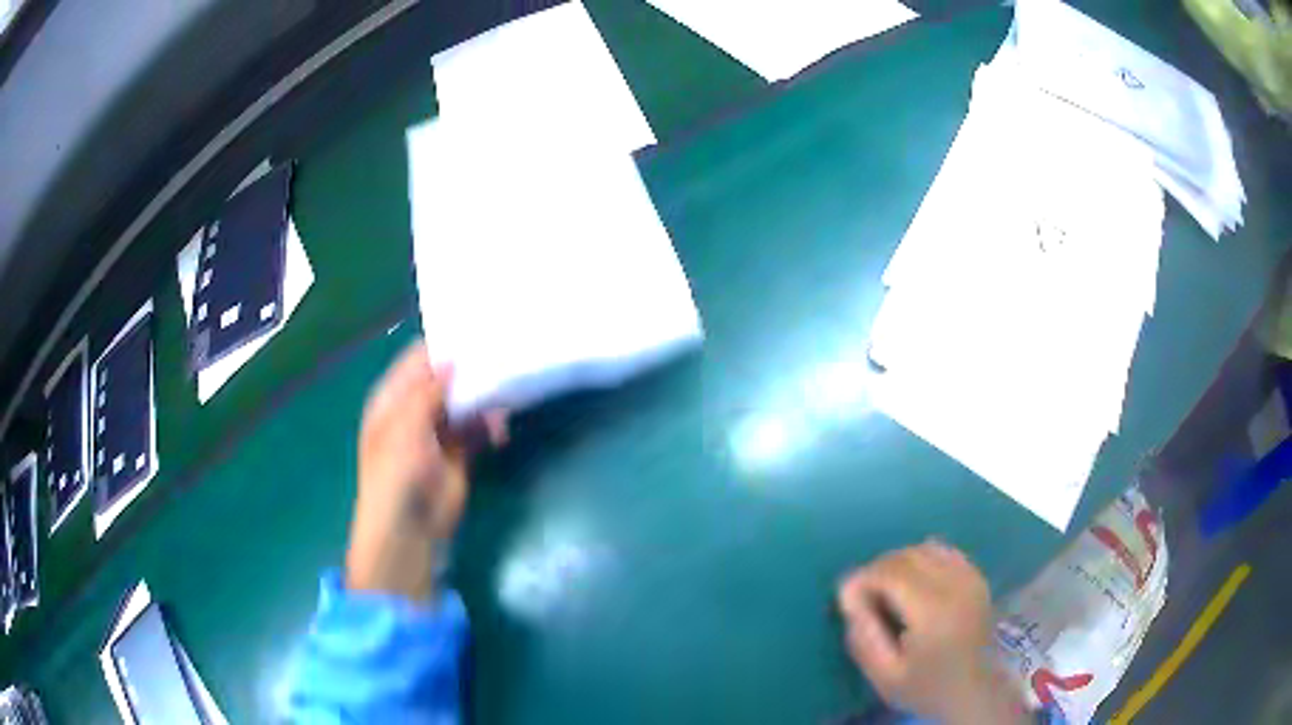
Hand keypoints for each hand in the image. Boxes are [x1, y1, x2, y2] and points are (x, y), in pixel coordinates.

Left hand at [345, 340, 505, 602]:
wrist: (408, 529)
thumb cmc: (396, 474)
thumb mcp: (405, 427)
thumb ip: (427, 392)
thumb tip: (453, 361)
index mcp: (393, 399)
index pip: (418, 360)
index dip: (443, 347)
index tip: (475, 332)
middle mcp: (414, 410)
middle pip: (445, 380)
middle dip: (470, 371)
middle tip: (503, 357)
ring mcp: (437, 433)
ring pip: (464, 404)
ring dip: (484, 400)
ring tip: (506, 398)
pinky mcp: (459, 455)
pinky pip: (477, 431)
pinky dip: (490, 427)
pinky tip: (500, 432)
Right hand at [836, 541, 1027, 724]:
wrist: (974, 690)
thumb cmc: (926, 687)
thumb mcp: (885, 675)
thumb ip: (864, 637)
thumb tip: (849, 598)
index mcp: (933, 611)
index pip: (890, 572)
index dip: (862, 579)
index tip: (845, 599)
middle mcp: (955, 584)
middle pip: (907, 555)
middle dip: (877, 569)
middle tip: (862, 596)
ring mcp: (970, 577)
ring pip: (925, 548)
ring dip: (898, 562)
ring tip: (885, 589)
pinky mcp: (976, 577)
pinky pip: (944, 552)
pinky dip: (922, 559)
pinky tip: (913, 583)